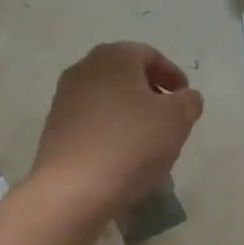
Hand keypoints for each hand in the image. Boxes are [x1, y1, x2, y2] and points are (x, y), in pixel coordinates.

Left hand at [32, 43, 203, 218]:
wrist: (73, 188)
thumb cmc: (131, 143)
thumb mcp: (177, 119)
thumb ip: (188, 101)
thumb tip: (185, 97)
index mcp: (115, 56)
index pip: (151, 56)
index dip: (173, 76)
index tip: (186, 100)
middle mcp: (85, 68)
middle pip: (126, 74)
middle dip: (150, 92)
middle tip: (169, 117)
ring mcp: (65, 97)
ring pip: (107, 97)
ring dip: (129, 111)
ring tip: (147, 139)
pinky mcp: (54, 126)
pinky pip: (91, 120)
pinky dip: (109, 129)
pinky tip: (121, 154)